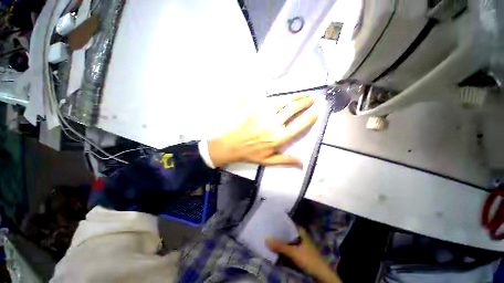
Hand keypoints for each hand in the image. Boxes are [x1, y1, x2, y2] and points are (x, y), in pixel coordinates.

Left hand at [207, 96, 317, 167]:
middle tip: (313, 98)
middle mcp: (273, 123)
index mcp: (278, 138)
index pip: (299, 125)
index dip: (310, 117)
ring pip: (282, 100)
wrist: (229, 145)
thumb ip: (286, 161)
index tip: (317, 111)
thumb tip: (303, 163)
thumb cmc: (249, 153)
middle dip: (305, 102)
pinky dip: (277, 96)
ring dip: (294, 96)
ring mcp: (262, 113)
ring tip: (302, 94)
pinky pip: (267, 98)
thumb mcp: (268, 161)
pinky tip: (282, 96)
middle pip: (293, 108)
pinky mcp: (253, 106)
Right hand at [266, 228, 341, 282]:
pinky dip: (283, 248)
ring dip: (280, 242)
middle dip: (278, 233)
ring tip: (269, 238)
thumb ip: (280, 246)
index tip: (270, 222)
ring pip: (287, 241)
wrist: (321, 275)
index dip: (279, 223)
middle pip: (287, 233)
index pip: (288, 223)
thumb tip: (266, 239)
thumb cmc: (309, 259)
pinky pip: (289, 248)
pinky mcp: (299, 253)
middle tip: (267, 231)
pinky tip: (276, 248)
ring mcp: (300, 245)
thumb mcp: (293, 252)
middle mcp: (300, 236)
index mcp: (300, 231)